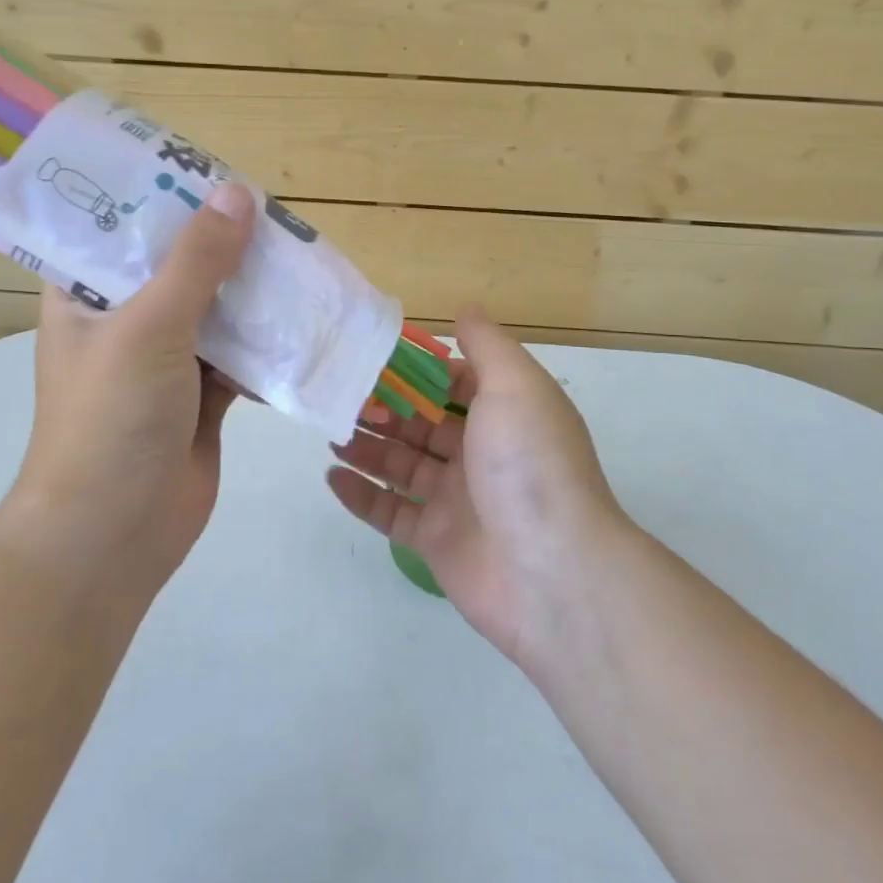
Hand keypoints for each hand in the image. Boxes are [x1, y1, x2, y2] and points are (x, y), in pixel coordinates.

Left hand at [3, 184, 256, 594]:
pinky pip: (239, 353)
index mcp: (85, 294)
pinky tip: (301, 319)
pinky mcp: (201, 395)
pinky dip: (266, 341)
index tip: (208, 169)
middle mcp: (122, 319)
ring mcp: (164, 359)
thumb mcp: (149, 326)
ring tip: (297, 255)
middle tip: (271, 212)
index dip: (159, 196)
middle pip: (177, 265)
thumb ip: (196, 261)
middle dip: (222, 243)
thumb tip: (238, 193)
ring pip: (215, 308)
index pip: (117, 227)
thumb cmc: (110, 418)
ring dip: (251, 291)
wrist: (113, 535)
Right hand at [326, 310, 630, 665]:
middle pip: (421, 423)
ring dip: (366, 447)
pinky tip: (333, 477)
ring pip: (401, 464)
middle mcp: (481, 454)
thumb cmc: (530, 464)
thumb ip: (487, 345)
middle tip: (337, 395)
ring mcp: (457, 500)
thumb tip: (465, 310)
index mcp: (504, 415)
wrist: (552, 572)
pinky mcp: (435, 540)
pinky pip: (391, 512)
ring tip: (330, 432)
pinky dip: (362, 495)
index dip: (415, 370)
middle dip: (382, 408)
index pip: (453, 383)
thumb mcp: (515, 386)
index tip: (372, 356)